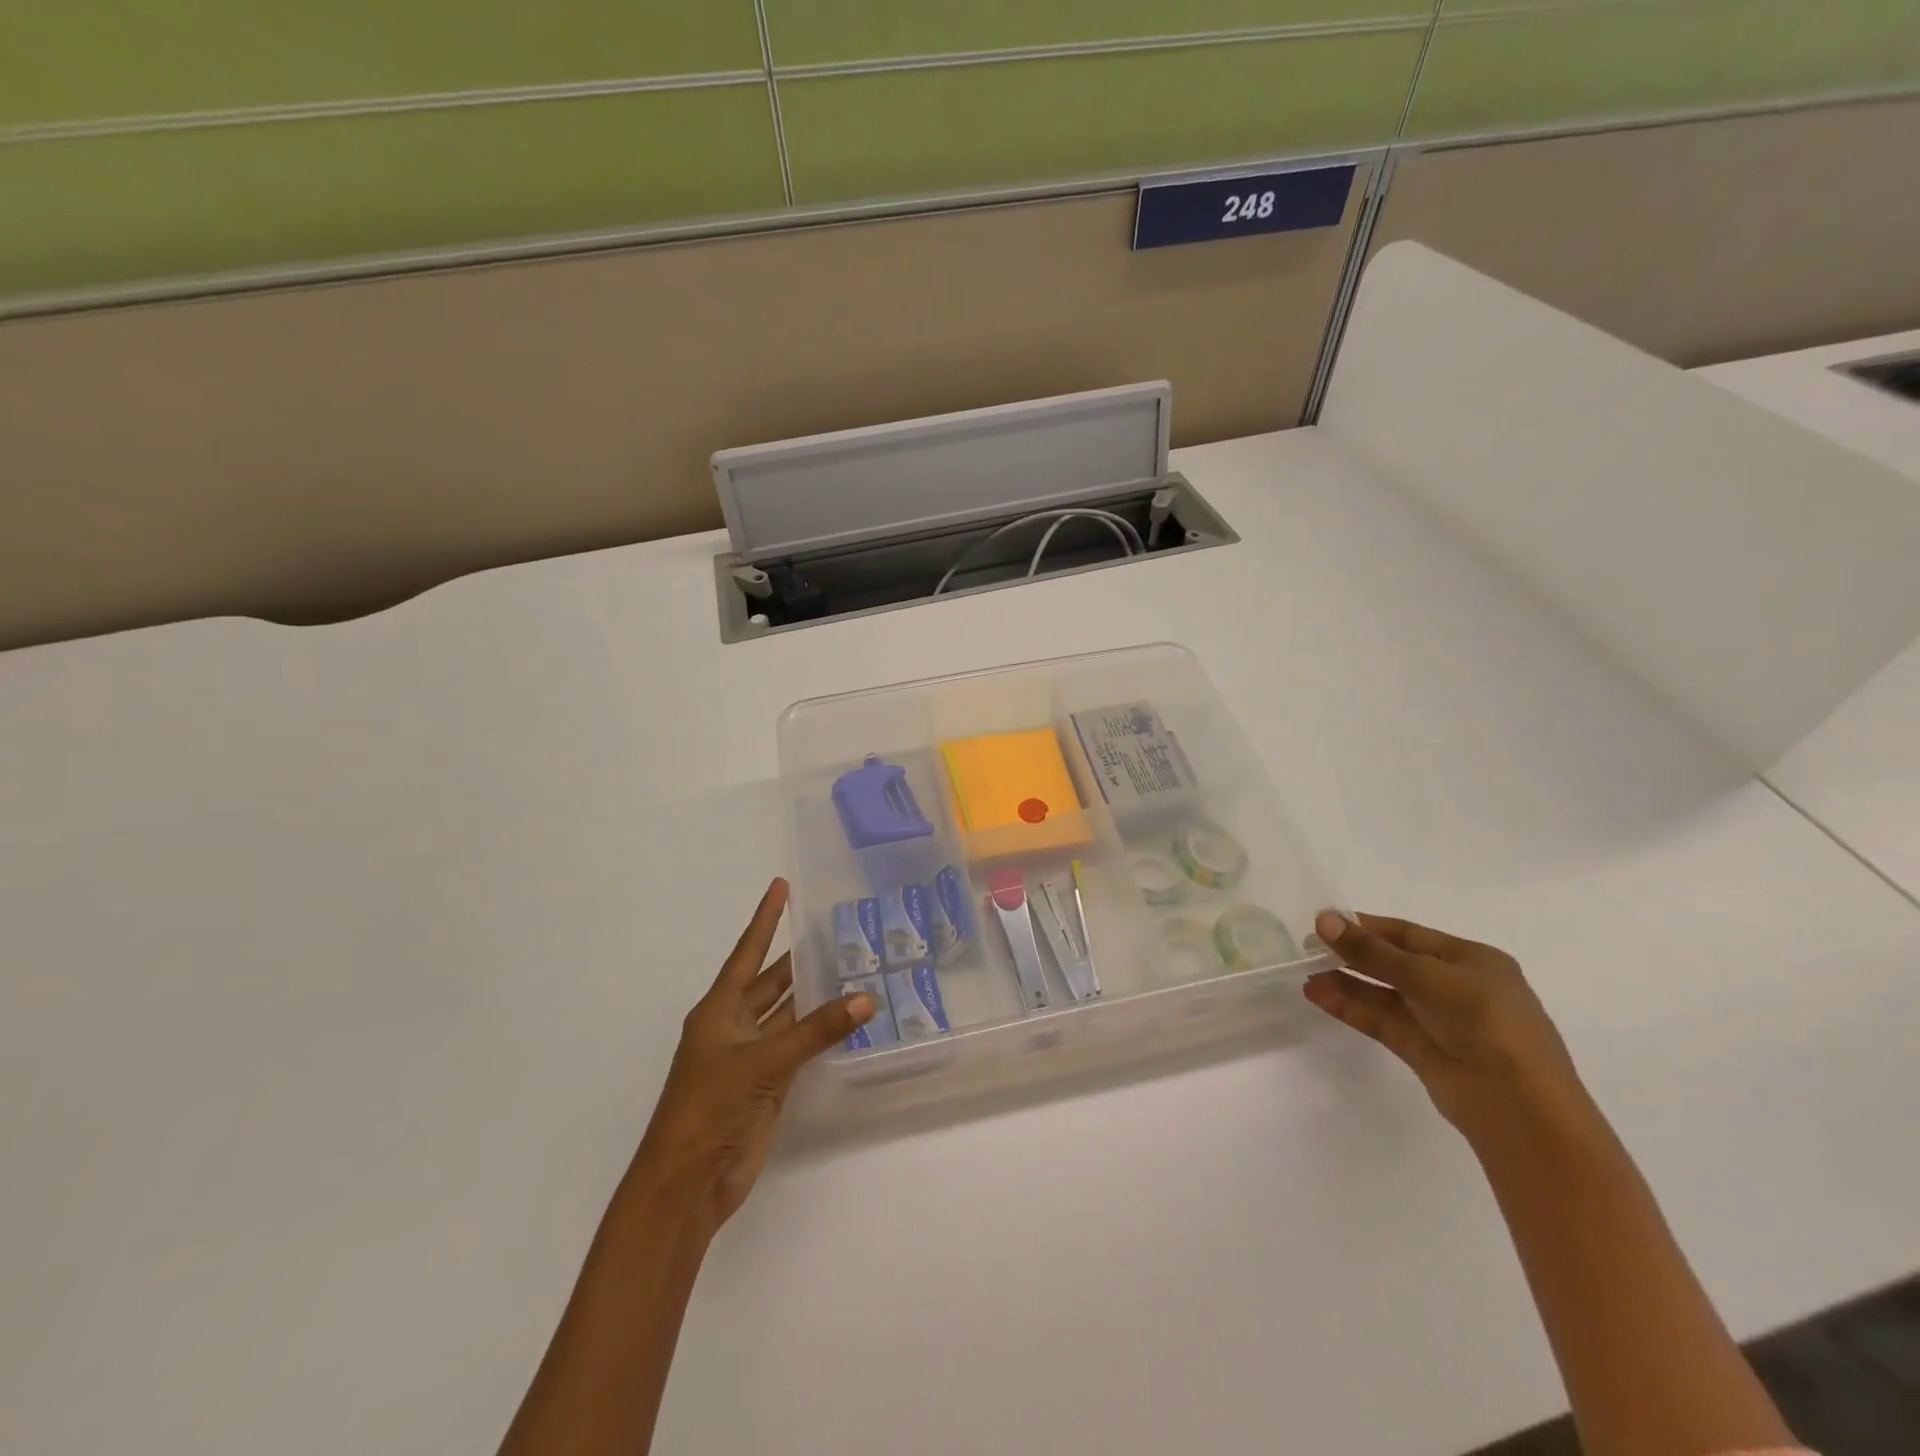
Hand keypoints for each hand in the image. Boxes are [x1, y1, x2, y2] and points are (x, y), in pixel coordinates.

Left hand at [633, 879, 874, 1234]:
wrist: (688, 1182)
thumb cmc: (710, 1108)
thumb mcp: (763, 1061)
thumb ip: (817, 1030)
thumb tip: (866, 997)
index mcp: (719, 1010)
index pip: (747, 952)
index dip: (765, 918)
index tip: (781, 885)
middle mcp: (734, 1026)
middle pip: (772, 981)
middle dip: (798, 957)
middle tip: (836, 929)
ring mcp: (751, 1057)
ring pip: (788, 1014)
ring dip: (814, 996)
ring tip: (851, 966)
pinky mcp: (767, 1085)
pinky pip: (799, 1047)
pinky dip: (820, 1032)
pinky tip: (846, 1018)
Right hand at [1303, 911, 1590, 1142]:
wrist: (1518, 1105)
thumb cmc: (1484, 1021)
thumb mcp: (1425, 976)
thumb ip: (1371, 951)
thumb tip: (1323, 920)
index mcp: (1472, 960)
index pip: (1409, 934)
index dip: (1366, 926)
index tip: (1324, 920)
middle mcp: (1456, 986)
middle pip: (1394, 962)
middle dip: (1352, 953)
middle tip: (1307, 946)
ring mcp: (1439, 1020)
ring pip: (1383, 993)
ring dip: (1345, 981)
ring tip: (1305, 972)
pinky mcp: (1422, 1049)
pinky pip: (1380, 1020)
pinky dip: (1350, 1007)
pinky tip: (1317, 995)